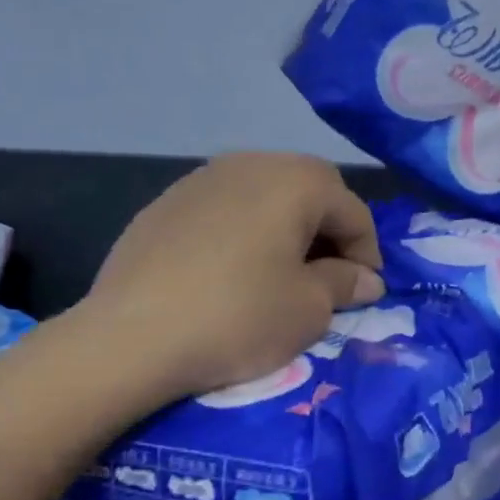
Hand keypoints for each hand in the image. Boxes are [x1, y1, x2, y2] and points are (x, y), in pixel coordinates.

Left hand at [82, 153, 384, 402]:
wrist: (132, 336)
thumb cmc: (238, 318)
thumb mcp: (307, 309)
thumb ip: (343, 284)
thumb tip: (367, 279)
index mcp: (294, 181)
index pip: (351, 209)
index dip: (368, 251)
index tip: (365, 291)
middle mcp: (249, 164)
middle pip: (308, 187)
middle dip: (327, 229)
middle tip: (327, 275)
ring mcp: (200, 179)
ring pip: (262, 193)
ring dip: (284, 226)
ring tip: (280, 272)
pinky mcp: (164, 204)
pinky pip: (222, 208)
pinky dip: (242, 231)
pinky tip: (230, 271)